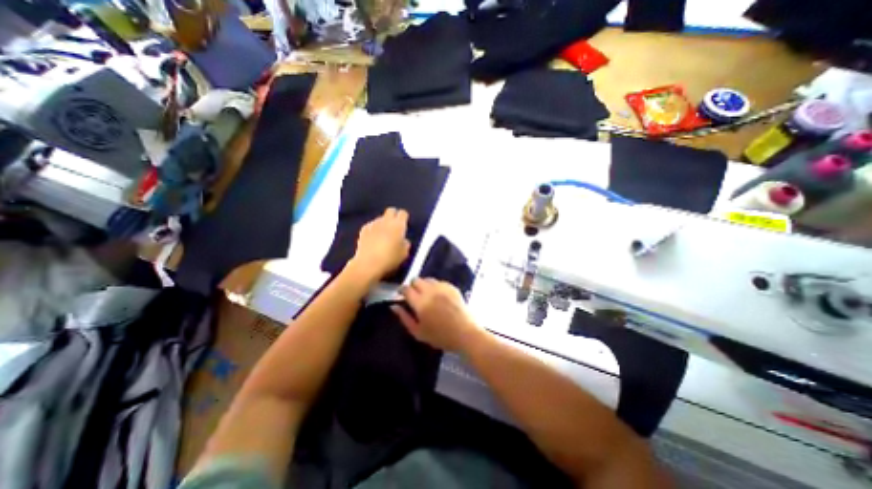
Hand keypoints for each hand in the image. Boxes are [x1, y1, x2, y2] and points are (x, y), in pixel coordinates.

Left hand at [349, 208, 413, 284]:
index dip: (404, 218)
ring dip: (383, 223)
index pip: (403, 213)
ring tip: (383, 235)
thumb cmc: (390, 259)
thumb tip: (404, 240)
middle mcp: (386, 221)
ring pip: (380, 218)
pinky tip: (373, 239)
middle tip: (395, 227)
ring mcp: (373, 224)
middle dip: (394, 216)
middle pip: (391, 211)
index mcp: (398, 225)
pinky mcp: (363, 229)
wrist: (368, 264)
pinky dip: (374, 229)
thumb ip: (405, 244)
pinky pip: (371, 225)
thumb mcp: (404, 254)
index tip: (405, 224)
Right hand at [391, 279, 479, 351]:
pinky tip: (438, 295)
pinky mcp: (452, 287)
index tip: (401, 294)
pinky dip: (435, 286)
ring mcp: (443, 287)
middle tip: (414, 296)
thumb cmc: (440, 336)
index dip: (401, 290)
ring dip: (424, 284)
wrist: (465, 333)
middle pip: (416, 280)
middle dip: (412, 286)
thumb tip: (393, 306)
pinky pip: (439, 281)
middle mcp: (430, 291)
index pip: (406, 289)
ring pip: (428, 279)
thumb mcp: (418, 332)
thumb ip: (404, 318)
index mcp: (420, 302)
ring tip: (426, 295)